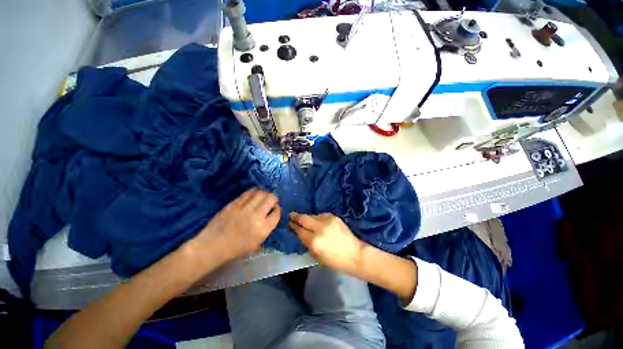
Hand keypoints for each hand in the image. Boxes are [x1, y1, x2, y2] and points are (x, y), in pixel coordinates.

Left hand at [191, 188, 280, 261]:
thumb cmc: (236, 249)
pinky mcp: (234, 204)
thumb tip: (272, 215)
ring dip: (265, 193)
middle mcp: (256, 216)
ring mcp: (244, 209)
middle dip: (274, 198)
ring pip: (260, 193)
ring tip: (263, 196)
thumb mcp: (257, 243)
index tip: (275, 208)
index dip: (278, 209)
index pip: (277, 213)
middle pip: (271, 199)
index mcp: (263, 229)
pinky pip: (248, 193)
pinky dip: (253, 192)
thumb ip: (267, 229)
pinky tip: (254, 193)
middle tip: (271, 200)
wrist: (213, 246)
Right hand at [289, 212, 364, 274]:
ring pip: (312, 215)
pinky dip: (318, 218)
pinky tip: (318, 222)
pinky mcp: (334, 217)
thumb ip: (307, 243)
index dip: (293, 226)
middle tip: (291, 214)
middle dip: (295, 216)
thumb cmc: (335, 261)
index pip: (299, 231)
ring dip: (308, 218)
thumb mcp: (317, 256)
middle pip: (304, 218)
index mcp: (314, 242)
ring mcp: (327, 221)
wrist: (355, 254)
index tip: (289, 223)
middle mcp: (319, 229)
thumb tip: (301, 233)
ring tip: (305, 219)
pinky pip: (322, 215)